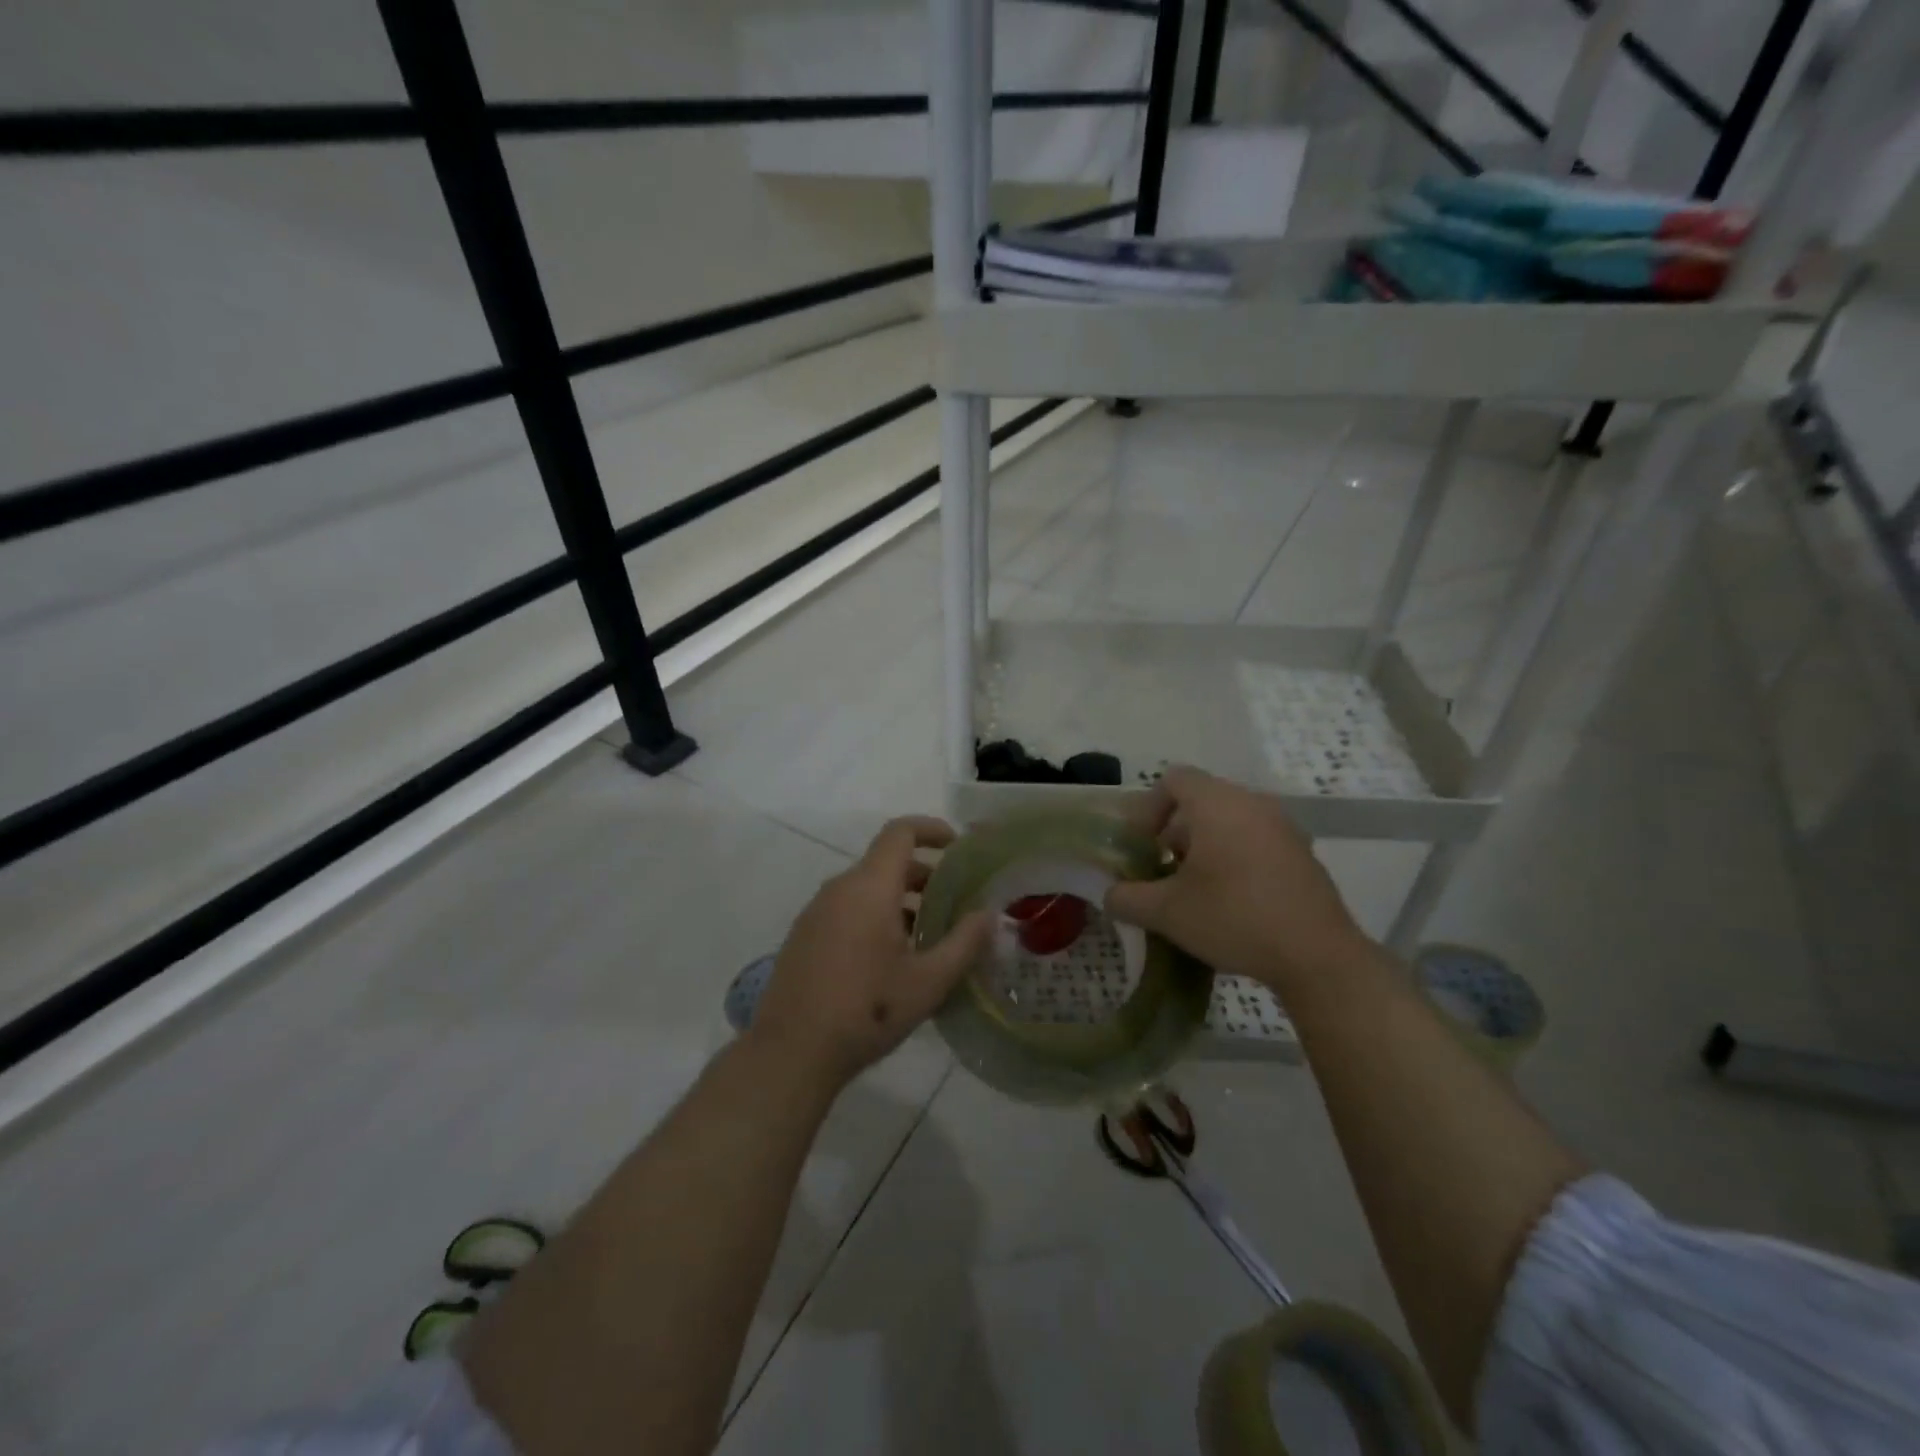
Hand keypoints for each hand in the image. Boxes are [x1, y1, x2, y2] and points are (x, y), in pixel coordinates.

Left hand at [751, 816, 991, 1091]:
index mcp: (870, 887)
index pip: (900, 832)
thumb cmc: (866, 1011)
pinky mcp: (805, 935)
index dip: (932, 829)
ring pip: (867, 888)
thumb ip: (964, 943)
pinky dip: (876, 915)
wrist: (791, 1052)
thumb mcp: (928, 982)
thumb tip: (988, 914)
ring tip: (929, 937)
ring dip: (901, 900)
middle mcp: (840, 888)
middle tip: (955, 903)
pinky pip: (848, 908)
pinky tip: (891, 959)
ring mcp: (817, 911)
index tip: (958, 846)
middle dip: (925, 875)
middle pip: (886, 862)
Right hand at [1103, 767, 1369, 994]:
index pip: (1174, 778)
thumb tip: (1111, 895)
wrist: (1317, 956)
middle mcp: (1252, 803)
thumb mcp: (1167, 913)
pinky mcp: (1302, 852)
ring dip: (1205, 845)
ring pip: (1230, 819)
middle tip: (1163, 869)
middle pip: (1202, 799)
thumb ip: (1128, 898)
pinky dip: (1235, 855)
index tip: (1143, 844)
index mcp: (1217, 804)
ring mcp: (1283, 826)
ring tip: (1195, 888)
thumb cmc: (1234, 918)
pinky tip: (1232, 900)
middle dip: (1175, 831)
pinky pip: (1256, 838)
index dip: (1149, 806)